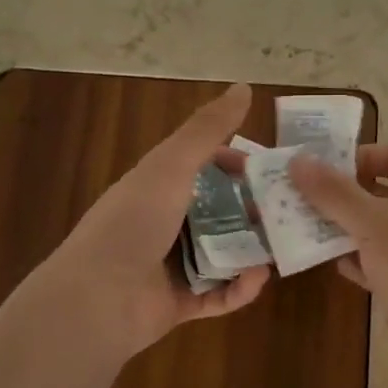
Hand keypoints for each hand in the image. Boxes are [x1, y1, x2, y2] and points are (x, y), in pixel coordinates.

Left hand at [29, 83, 269, 362]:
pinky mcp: (181, 302)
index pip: (205, 167)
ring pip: (225, 252)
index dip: (238, 166)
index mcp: (159, 186)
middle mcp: (166, 222)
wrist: (96, 298)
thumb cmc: (133, 223)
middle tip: (291, 211)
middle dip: (255, 210)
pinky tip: (256, 278)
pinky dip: (239, 287)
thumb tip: (244, 86)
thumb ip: (207, 130)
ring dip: (253, 248)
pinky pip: (220, 293)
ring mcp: (173, 264)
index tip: (272, 171)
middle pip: (221, 211)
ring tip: (283, 245)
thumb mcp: (171, 166)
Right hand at [290, 144, 387, 387]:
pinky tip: (328, 263)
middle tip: (300, 198)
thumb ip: (334, 192)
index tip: (323, 170)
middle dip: (341, 195)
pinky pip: (377, 263)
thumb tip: (297, 161)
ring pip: (376, 230)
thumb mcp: (372, 223)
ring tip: (302, 227)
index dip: (361, 157)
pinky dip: (354, 260)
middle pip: (381, 192)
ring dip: (342, 228)